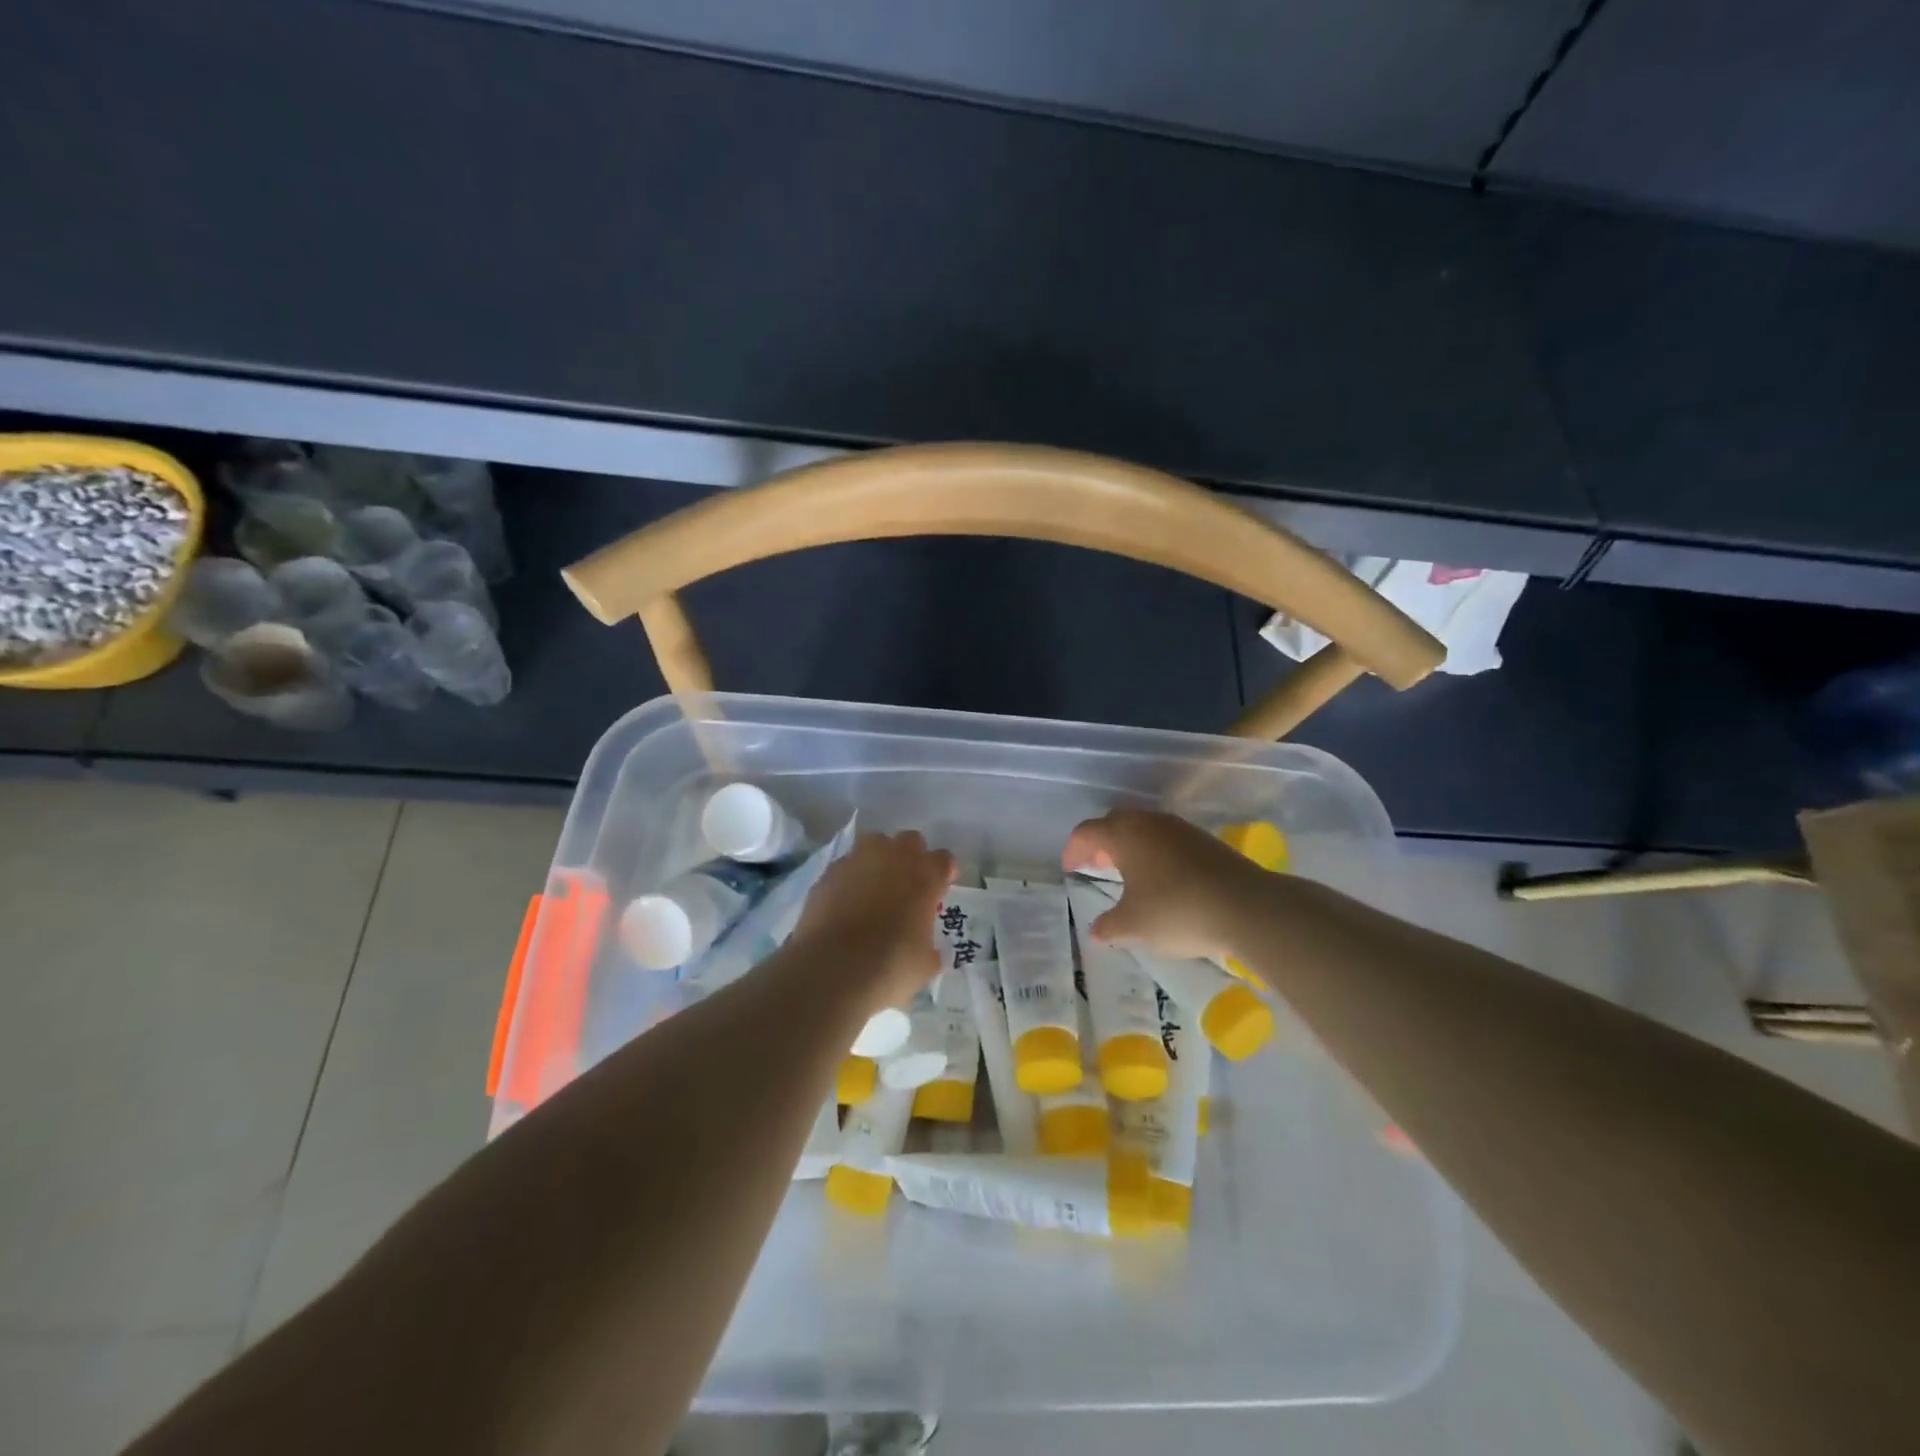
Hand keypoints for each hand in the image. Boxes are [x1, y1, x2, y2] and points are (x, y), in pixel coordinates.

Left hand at [790, 831, 955, 1011]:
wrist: (832, 969)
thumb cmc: (890, 967)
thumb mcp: (924, 964)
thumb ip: (929, 946)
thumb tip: (925, 947)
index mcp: (925, 876)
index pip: (943, 859)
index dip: (943, 873)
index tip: (940, 889)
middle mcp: (894, 857)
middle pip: (910, 841)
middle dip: (911, 857)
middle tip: (907, 885)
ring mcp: (857, 860)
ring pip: (874, 844)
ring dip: (879, 860)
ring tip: (875, 888)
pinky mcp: (828, 873)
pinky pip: (846, 867)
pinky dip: (850, 879)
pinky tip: (846, 903)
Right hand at [1062, 807, 1269, 961]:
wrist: (1246, 906)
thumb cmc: (1176, 910)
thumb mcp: (1133, 926)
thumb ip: (1109, 926)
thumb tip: (1096, 931)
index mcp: (1124, 834)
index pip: (1087, 831)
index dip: (1074, 849)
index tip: (1070, 869)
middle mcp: (1149, 822)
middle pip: (1115, 822)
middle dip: (1102, 842)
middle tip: (1097, 866)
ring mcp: (1180, 828)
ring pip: (1144, 828)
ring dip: (1130, 846)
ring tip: (1128, 874)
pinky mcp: (1205, 841)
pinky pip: (1167, 839)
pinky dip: (1155, 853)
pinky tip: (1162, 879)